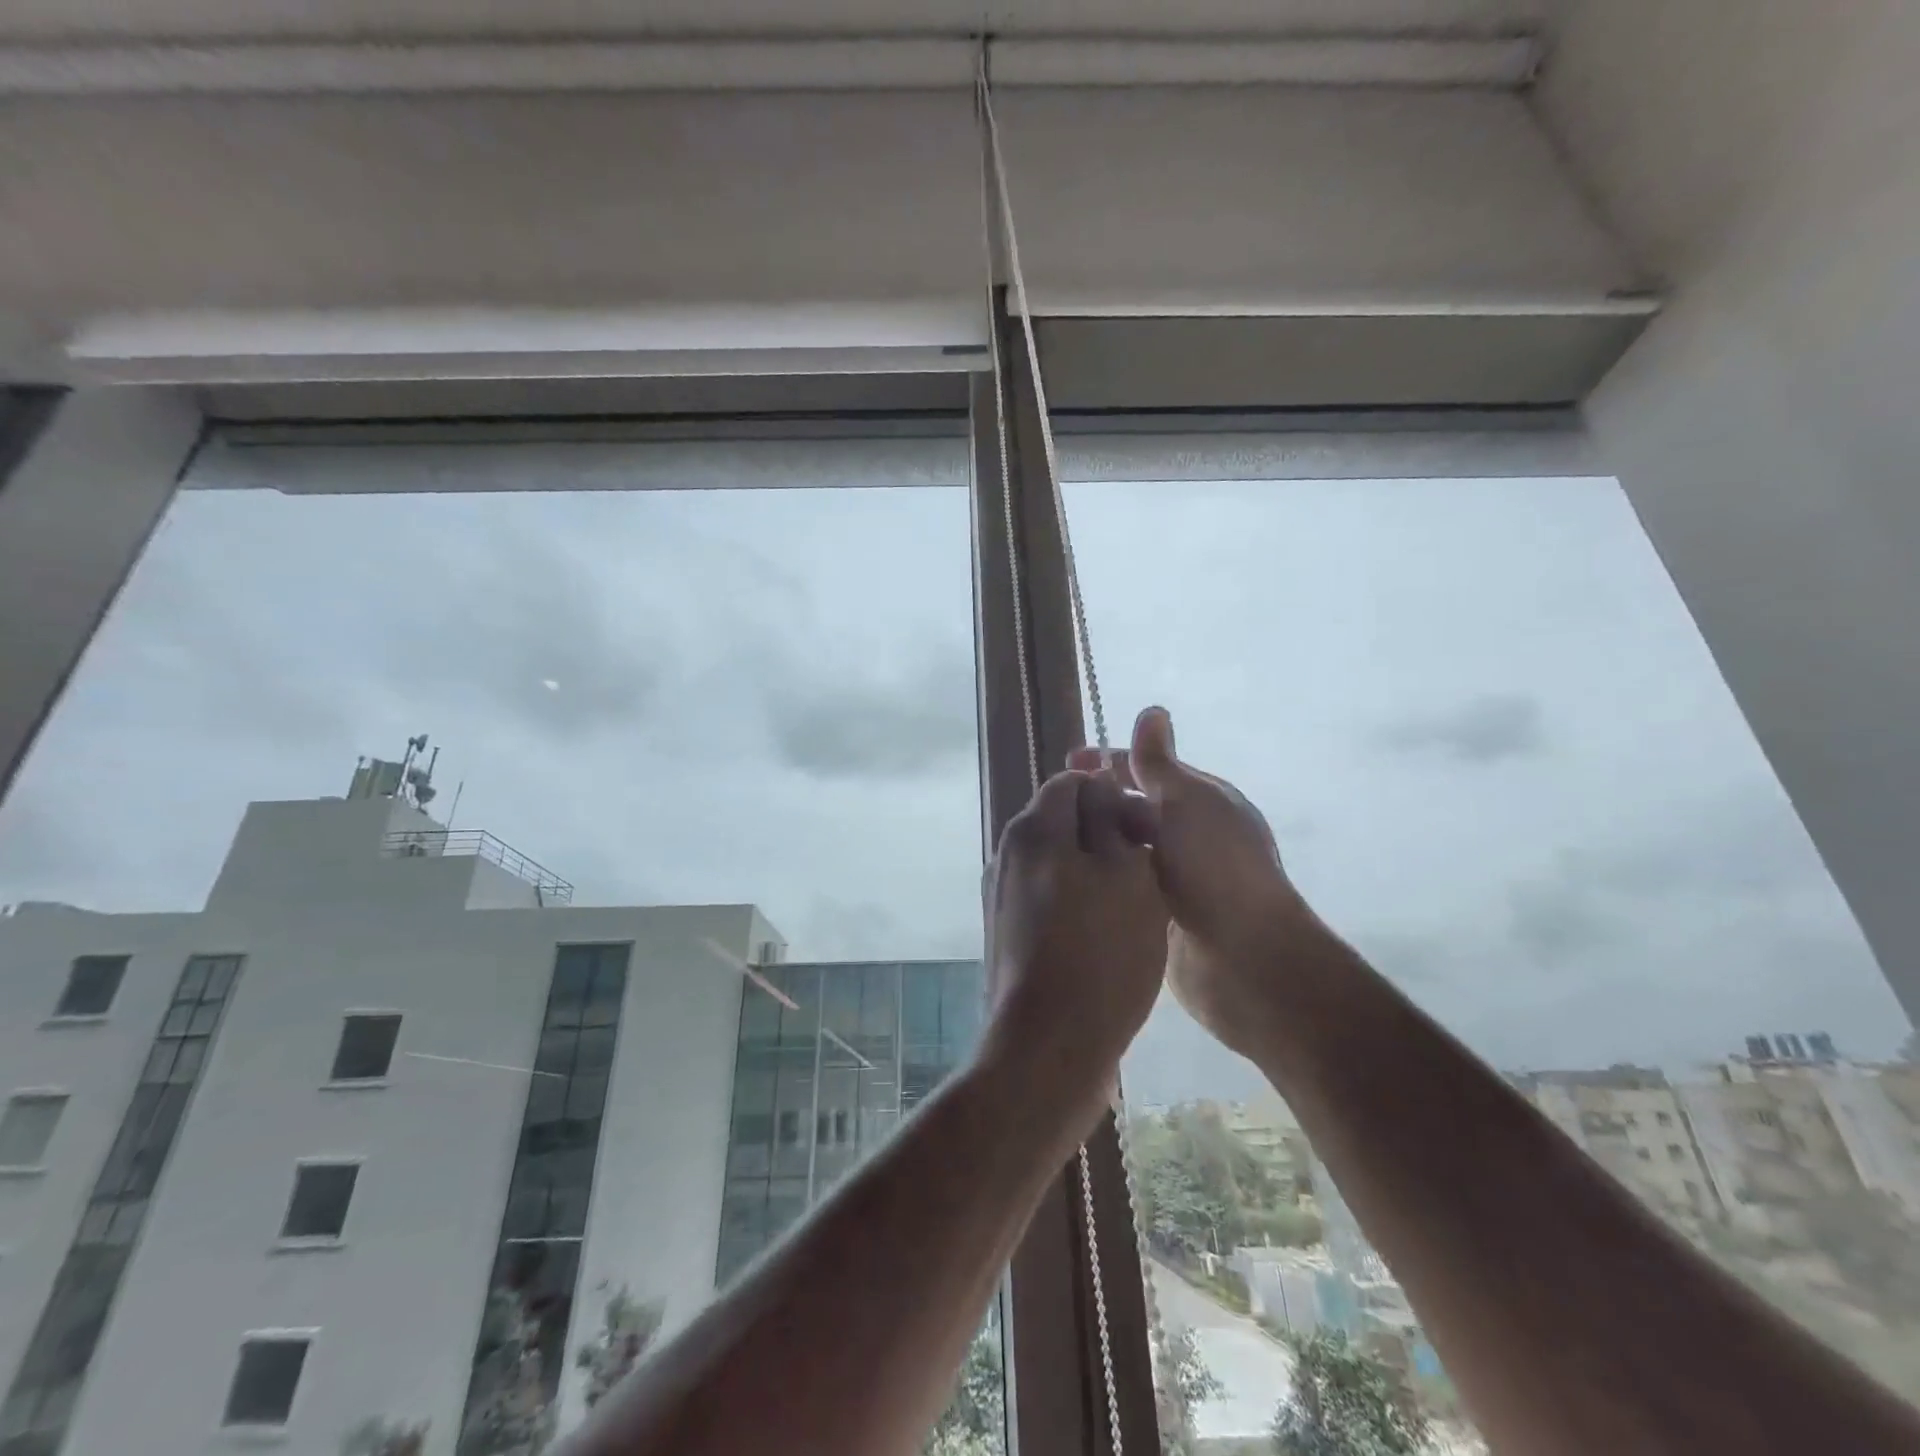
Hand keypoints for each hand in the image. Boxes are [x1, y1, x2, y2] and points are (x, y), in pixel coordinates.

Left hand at [981, 768, 1168, 1127]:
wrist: (1048, 1045)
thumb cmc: (1100, 953)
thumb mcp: (1125, 873)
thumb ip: (1111, 819)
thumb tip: (1099, 787)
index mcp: (1033, 829)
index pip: (1072, 781)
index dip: (1114, 794)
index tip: (1147, 828)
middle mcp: (1007, 853)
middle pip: (1061, 820)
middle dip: (1105, 832)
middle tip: (1147, 867)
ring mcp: (1001, 895)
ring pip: (1057, 860)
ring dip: (1094, 869)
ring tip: (1134, 903)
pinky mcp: (1006, 932)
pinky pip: (1048, 896)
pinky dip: (1077, 900)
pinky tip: (1105, 933)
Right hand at [1074, 708, 1324, 1062]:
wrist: (1244, 957)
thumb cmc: (1216, 867)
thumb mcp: (1186, 802)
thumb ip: (1159, 762)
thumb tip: (1152, 709)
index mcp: (1203, 801)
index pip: (1149, 769)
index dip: (1109, 762)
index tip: (1068, 763)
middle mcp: (1191, 835)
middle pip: (1134, 807)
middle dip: (1097, 802)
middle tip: (1050, 808)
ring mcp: (1177, 876)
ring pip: (1126, 847)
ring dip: (1097, 840)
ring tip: (1050, 841)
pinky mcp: (1162, 913)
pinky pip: (1124, 883)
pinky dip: (1102, 875)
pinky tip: (1070, 876)